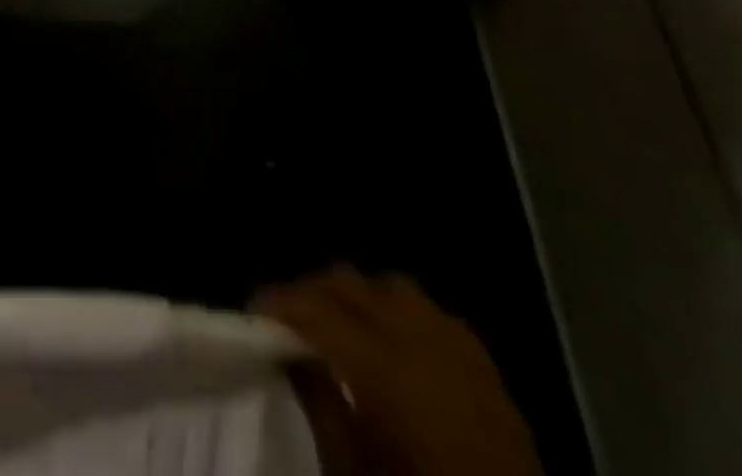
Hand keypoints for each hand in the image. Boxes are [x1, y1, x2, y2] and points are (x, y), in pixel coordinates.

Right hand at [253, 266, 542, 475]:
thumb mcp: (354, 471)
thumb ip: (319, 404)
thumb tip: (291, 354)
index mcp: (379, 364)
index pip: (313, 308)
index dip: (278, 301)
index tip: (254, 311)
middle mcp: (415, 337)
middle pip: (349, 284)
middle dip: (313, 292)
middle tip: (292, 320)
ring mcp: (455, 346)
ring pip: (391, 286)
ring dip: (361, 297)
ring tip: (346, 324)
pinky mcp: (486, 365)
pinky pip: (434, 312)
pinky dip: (406, 314)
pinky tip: (400, 341)